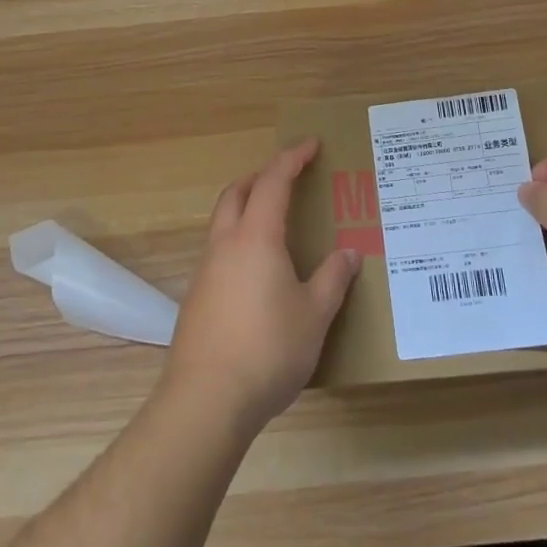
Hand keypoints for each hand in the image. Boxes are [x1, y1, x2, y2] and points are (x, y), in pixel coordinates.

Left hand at [161, 139, 360, 434]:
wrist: (205, 402)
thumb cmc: (268, 350)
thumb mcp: (314, 315)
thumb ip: (333, 279)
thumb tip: (350, 253)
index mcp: (256, 237)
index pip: (273, 180)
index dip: (292, 157)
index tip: (311, 144)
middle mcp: (226, 244)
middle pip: (237, 192)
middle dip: (261, 176)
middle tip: (288, 179)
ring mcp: (206, 271)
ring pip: (223, 221)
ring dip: (246, 207)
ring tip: (275, 224)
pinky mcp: (196, 299)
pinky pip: (218, 251)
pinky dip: (238, 241)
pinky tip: (257, 273)